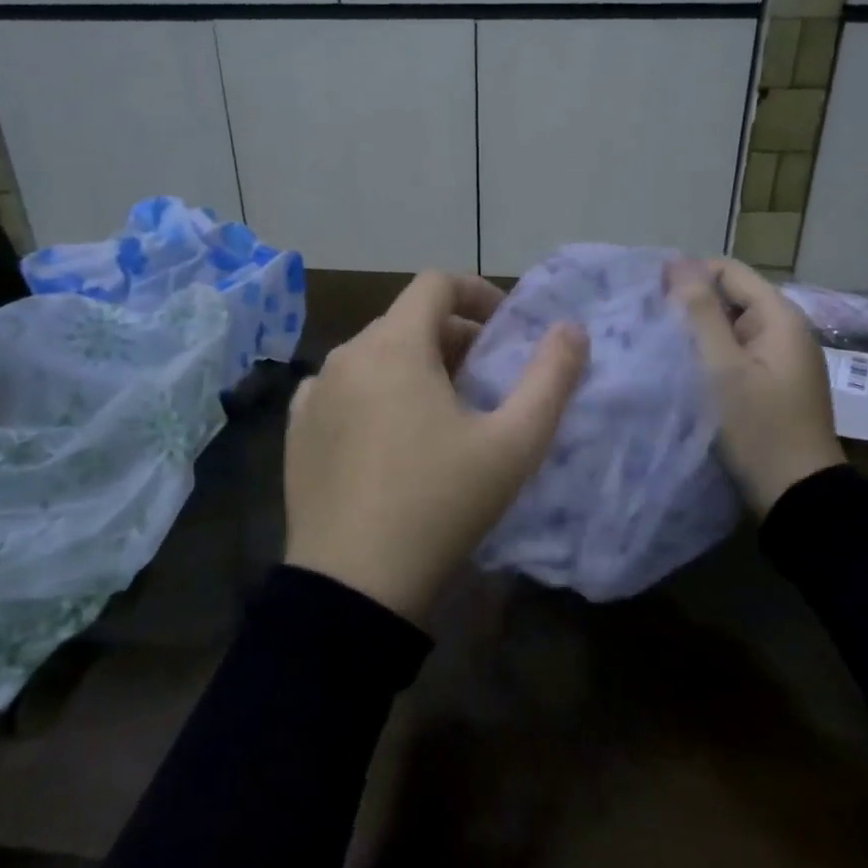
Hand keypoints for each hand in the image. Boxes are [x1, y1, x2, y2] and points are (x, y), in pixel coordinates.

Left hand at [284, 272, 588, 622]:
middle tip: (485, 380)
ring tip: (442, 412)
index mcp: (394, 346)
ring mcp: (313, 393)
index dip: (478, 292)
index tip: (505, 327)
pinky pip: (343, 390)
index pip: (436, 283)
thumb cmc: (441, 504)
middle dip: (453, 336)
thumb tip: (571, 329)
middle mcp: (345, 356)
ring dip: (414, 365)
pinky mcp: (296, 430)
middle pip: (406, 320)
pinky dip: (375, 394)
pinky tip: (391, 438)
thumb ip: (550, 378)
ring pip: (374, 355)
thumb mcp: (513, 444)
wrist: (354, 584)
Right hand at [668, 257, 845, 514]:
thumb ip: (699, 313)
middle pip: (729, 297)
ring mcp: (779, 358)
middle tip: (648, 329)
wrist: (797, 494)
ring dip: (697, 334)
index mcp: (779, 316)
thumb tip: (677, 261)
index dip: (687, 277)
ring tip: (658, 349)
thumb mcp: (722, 368)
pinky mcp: (771, 383)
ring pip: (729, 327)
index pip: (727, 271)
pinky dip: (709, 356)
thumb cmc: (758, 427)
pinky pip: (735, 354)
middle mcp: (784, 329)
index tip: (648, 300)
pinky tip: (683, 372)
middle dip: (689, 307)